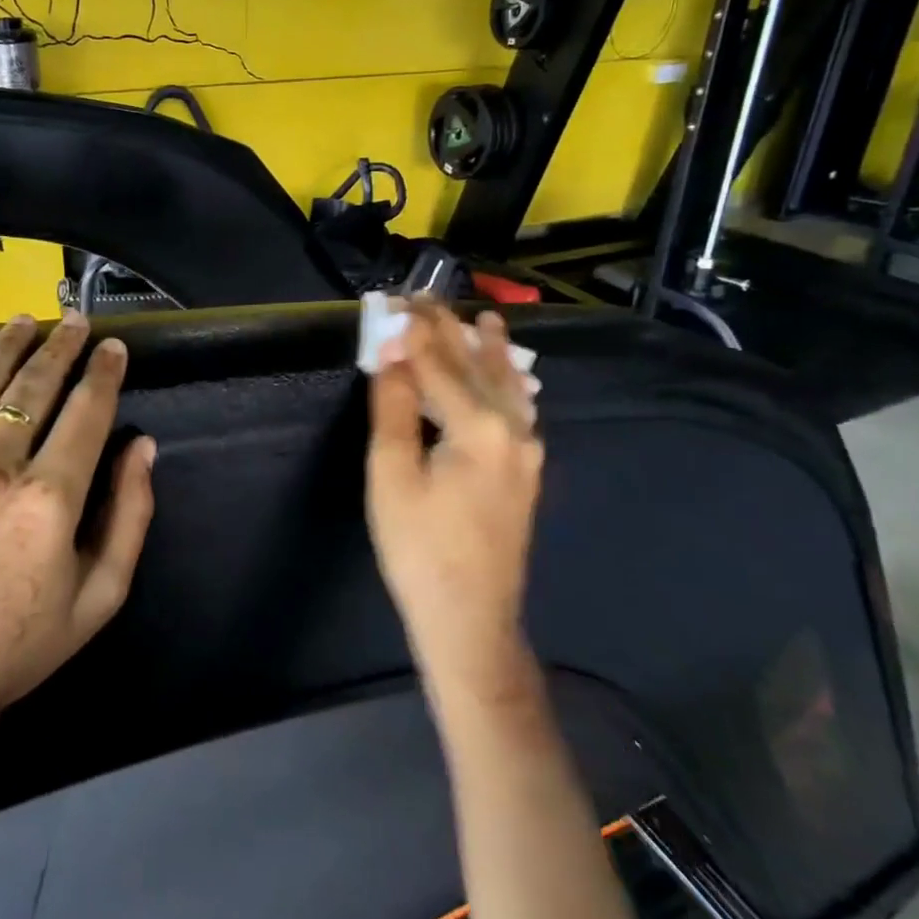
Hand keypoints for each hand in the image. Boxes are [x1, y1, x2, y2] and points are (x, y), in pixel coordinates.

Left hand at [0, 313, 156, 760]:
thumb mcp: (99, 598)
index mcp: (48, 499)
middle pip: (36, 384)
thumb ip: (131, 516)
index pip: (87, 411)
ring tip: (29, 320)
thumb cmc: (11, 649)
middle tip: (77, 321)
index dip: (105, 373)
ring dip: (9, 343)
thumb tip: (142, 446)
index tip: (115, 347)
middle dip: (63, 346)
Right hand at [366, 301, 543, 707]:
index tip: (397, 300)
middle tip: (427, 300)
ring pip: (507, 387)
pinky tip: (510, 380)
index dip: (415, 332)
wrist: (470, 619)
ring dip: (490, 351)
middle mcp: (513, 430)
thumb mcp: (392, 475)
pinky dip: (507, 385)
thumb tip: (393, 353)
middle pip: (477, 368)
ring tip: (486, 319)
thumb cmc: (419, 548)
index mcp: (479, 427)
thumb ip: (395, 408)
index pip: (440, 364)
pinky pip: (518, 411)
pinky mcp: (525, 472)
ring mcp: (527, 453)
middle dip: (450, 331)